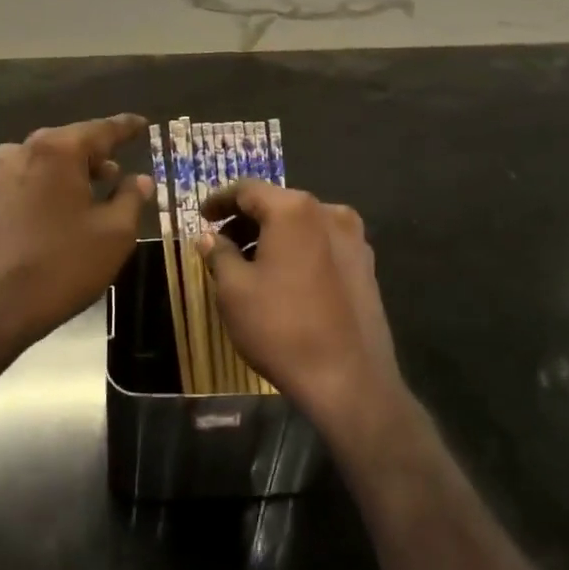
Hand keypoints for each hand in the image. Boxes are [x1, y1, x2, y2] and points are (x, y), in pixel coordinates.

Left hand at [0, 114, 150, 355]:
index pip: (102, 130)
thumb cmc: (61, 265)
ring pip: (47, 161)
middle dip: (98, 154)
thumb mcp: (114, 234)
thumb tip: (141, 179)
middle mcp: (24, 151)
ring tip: (96, 192)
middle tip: (121, 171)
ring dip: (73, 172)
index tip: (143, 124)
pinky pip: (29, 180)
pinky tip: (65, 211)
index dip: (126, 128)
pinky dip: (51, 186)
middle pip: (70, 142)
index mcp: (57, 150)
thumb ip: (131, 198)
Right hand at [200, 182, 402, 433]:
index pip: (248, 190)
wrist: (350, 379)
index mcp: (294, 209)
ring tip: (250, 266)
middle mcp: (329, 212)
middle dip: (246, 221)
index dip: (220, 200)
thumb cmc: (282, 328)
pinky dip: (298, 252)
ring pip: (302, 226)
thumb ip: (219, 255)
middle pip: (278, 205)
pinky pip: (323, 246)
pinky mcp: (366, 265)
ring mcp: (354, 238)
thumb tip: (210, 238)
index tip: (202, 216)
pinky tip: (285, 280)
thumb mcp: (234, 291)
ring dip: (273, 237)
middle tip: (222, 245)